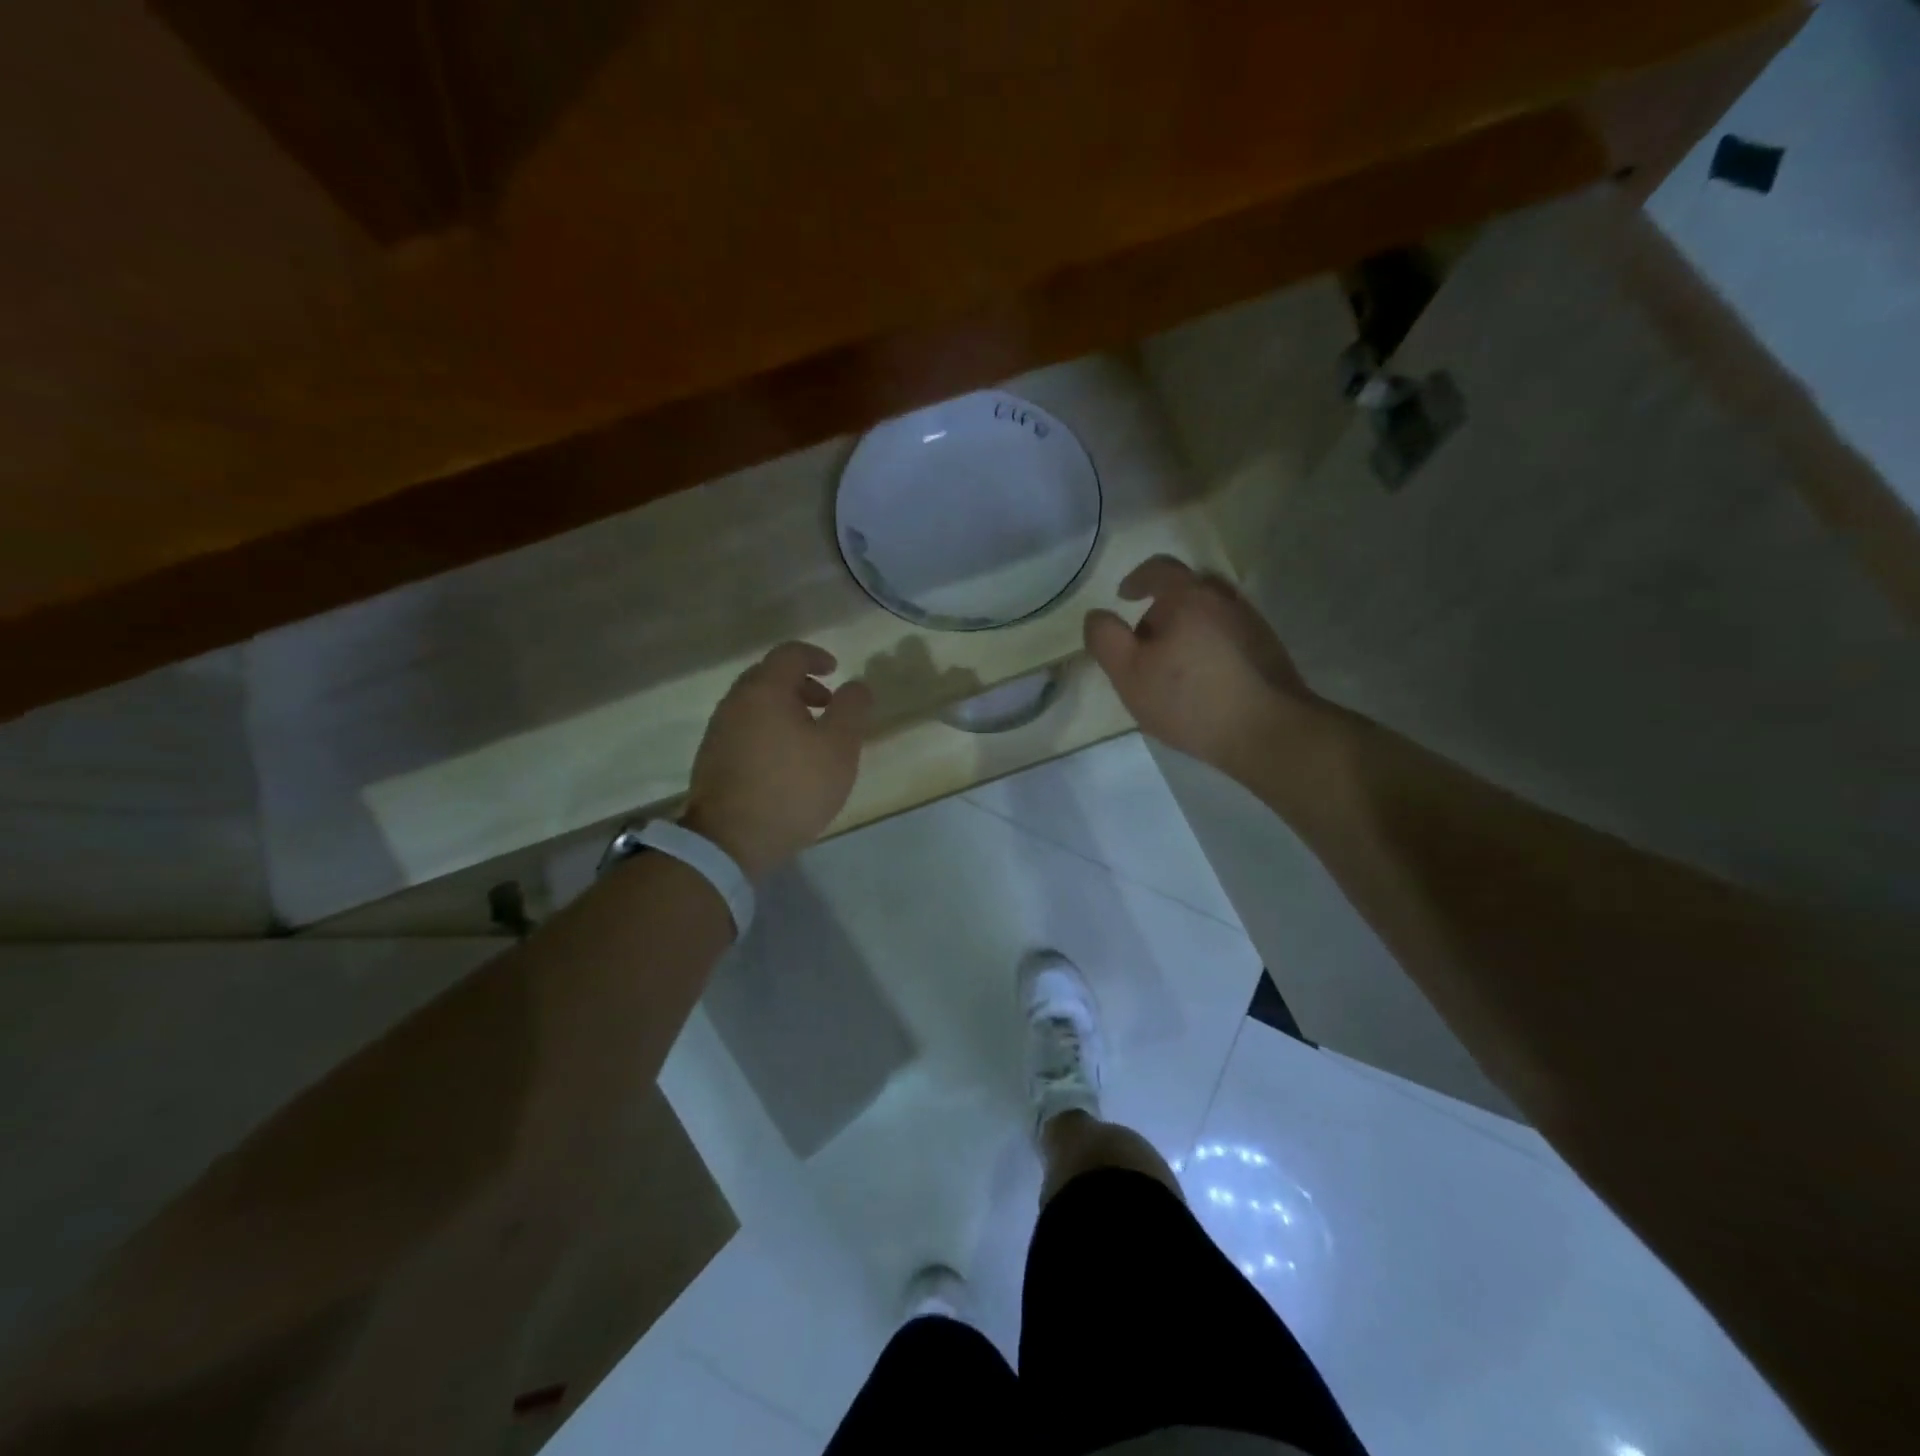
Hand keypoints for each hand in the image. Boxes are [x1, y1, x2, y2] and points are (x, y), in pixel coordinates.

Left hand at [681, 643, 873, 878]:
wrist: (730, 839)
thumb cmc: (793, 787)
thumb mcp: (839, 748)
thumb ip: (852, 709)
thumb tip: (856, 685)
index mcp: (765, 690)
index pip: (790, 654)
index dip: (816, 656)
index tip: (835, 671)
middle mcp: (735, 701)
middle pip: (768, 676)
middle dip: (800, 684)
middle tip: (826, 704)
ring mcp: (718, 730)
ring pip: (754, 703)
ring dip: (784, 708)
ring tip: (809, 736)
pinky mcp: (711, 757)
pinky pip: (744, 727)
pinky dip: (768, 728)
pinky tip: (784, 759)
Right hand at [1084, 555, 1320, 775]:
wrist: (1267, 730)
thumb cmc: (1189, 699)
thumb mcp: (1129, 673)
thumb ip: (1106, 639)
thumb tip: (1097, 615)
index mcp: (1188, 597)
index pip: (1159, 569)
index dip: (1137, 579)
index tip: (1124, 596)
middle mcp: (1224, 599)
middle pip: (1187, 591)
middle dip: (1163, 609)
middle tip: (1146, 642)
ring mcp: (1251, 623)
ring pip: (1211, 614)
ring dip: (1189, 629)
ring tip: (1174, 665)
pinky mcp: (1267, 649)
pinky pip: (1229, 635)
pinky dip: (1210, 645)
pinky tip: (1203, 679)